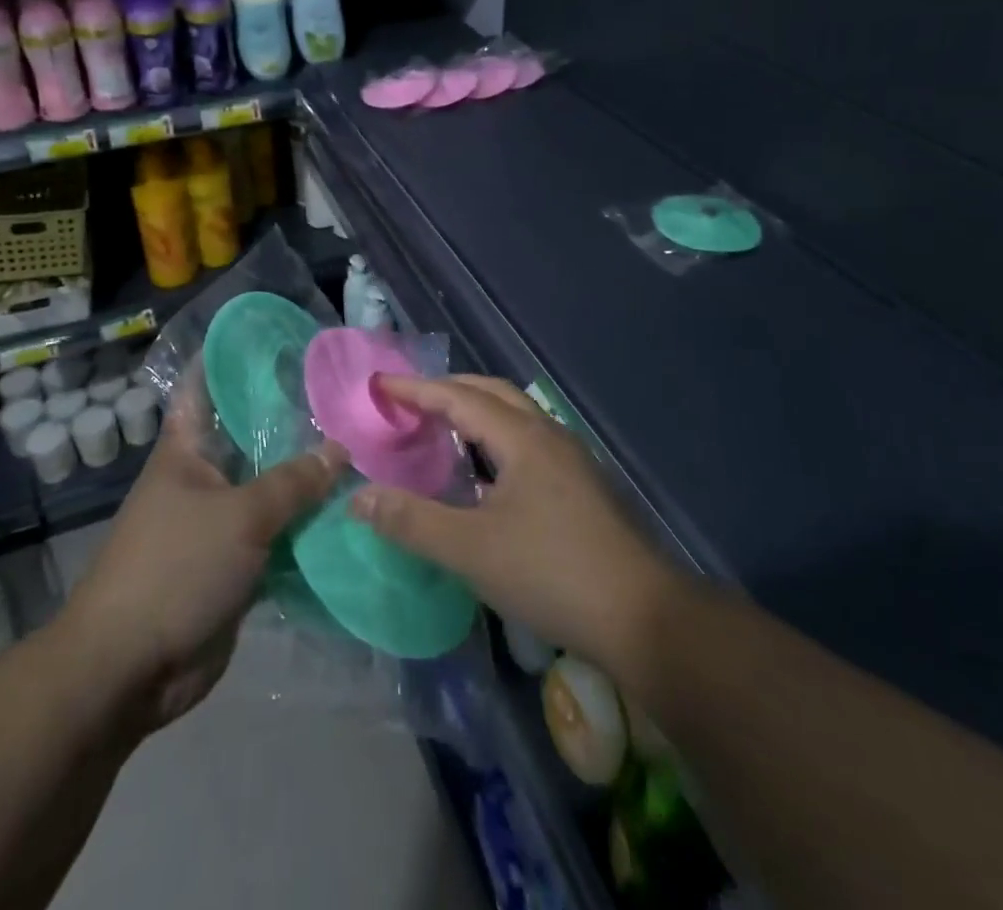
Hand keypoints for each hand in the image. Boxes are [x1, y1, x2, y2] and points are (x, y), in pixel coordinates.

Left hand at [62, 369, 347, 733]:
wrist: (130, 668)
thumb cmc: (175, 569)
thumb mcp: (240, 516)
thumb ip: (293, 482)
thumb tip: (339, 449)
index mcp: (186, 450)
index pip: (205, 386)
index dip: (232, 357)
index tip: (276, 337)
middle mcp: (202, 477)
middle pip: (250, 438)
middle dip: (292, 421)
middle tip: (345, 397)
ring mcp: (218, 522)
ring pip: (268, 489)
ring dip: (305, 479)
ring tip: (360, 448)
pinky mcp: (233, 564)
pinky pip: (276, 535)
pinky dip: (305, 527)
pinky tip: (347, 512)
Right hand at [350, 373, 675, 673]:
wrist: (644, 619)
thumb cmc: (552, 574)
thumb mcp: (471, 550)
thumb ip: (411, 521)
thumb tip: (358, 497)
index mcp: (521, 438)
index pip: (458, 397)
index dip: (416, 389)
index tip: (379, 385)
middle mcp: (548, 435)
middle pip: (492, 393)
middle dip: (448, 390)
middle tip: (409, 401)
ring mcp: (571, 460)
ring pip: (515, 417)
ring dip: (475, 412)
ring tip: (441, 429)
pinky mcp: (582, 486)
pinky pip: (528, 442)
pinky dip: (495, 439)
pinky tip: (485, 474)